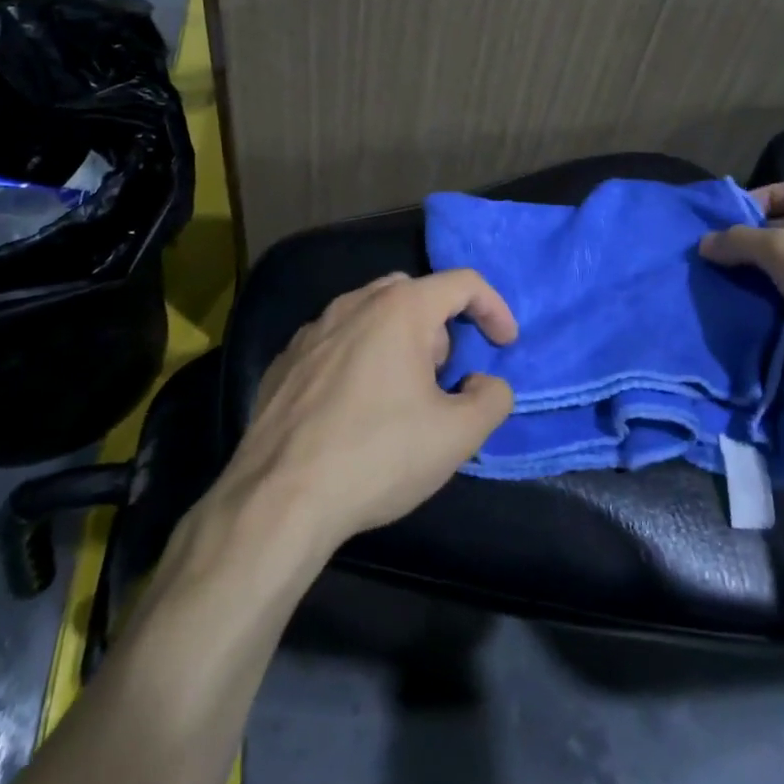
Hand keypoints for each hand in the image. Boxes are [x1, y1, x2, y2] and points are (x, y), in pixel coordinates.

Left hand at [214, 270, 518, 555]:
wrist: (278, 500)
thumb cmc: (378, 456)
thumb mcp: (458, 436)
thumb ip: (492, 398)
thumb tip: (485, 383)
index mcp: (400, 309)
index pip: (463, 283)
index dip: (494, 308)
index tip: (504, 345)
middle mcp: (354, 304)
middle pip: (414, 293)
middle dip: (441, 326)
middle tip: (446, 375)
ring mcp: (313, 330)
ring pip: (371, 315)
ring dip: (399, 341)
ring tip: (402, 394)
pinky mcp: (285, 360)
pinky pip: (337, 342)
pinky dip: (359, 358)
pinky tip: (355, 408)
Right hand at [700, 178, 783, 396]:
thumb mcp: (782, 249)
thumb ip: (740, 241)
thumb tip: (705, 242)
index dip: (762, 196)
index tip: (730, 217)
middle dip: (756, 242)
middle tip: (719, 256)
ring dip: (764, 278)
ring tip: (727, 284)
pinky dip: (779, 306)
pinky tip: (752, 311)